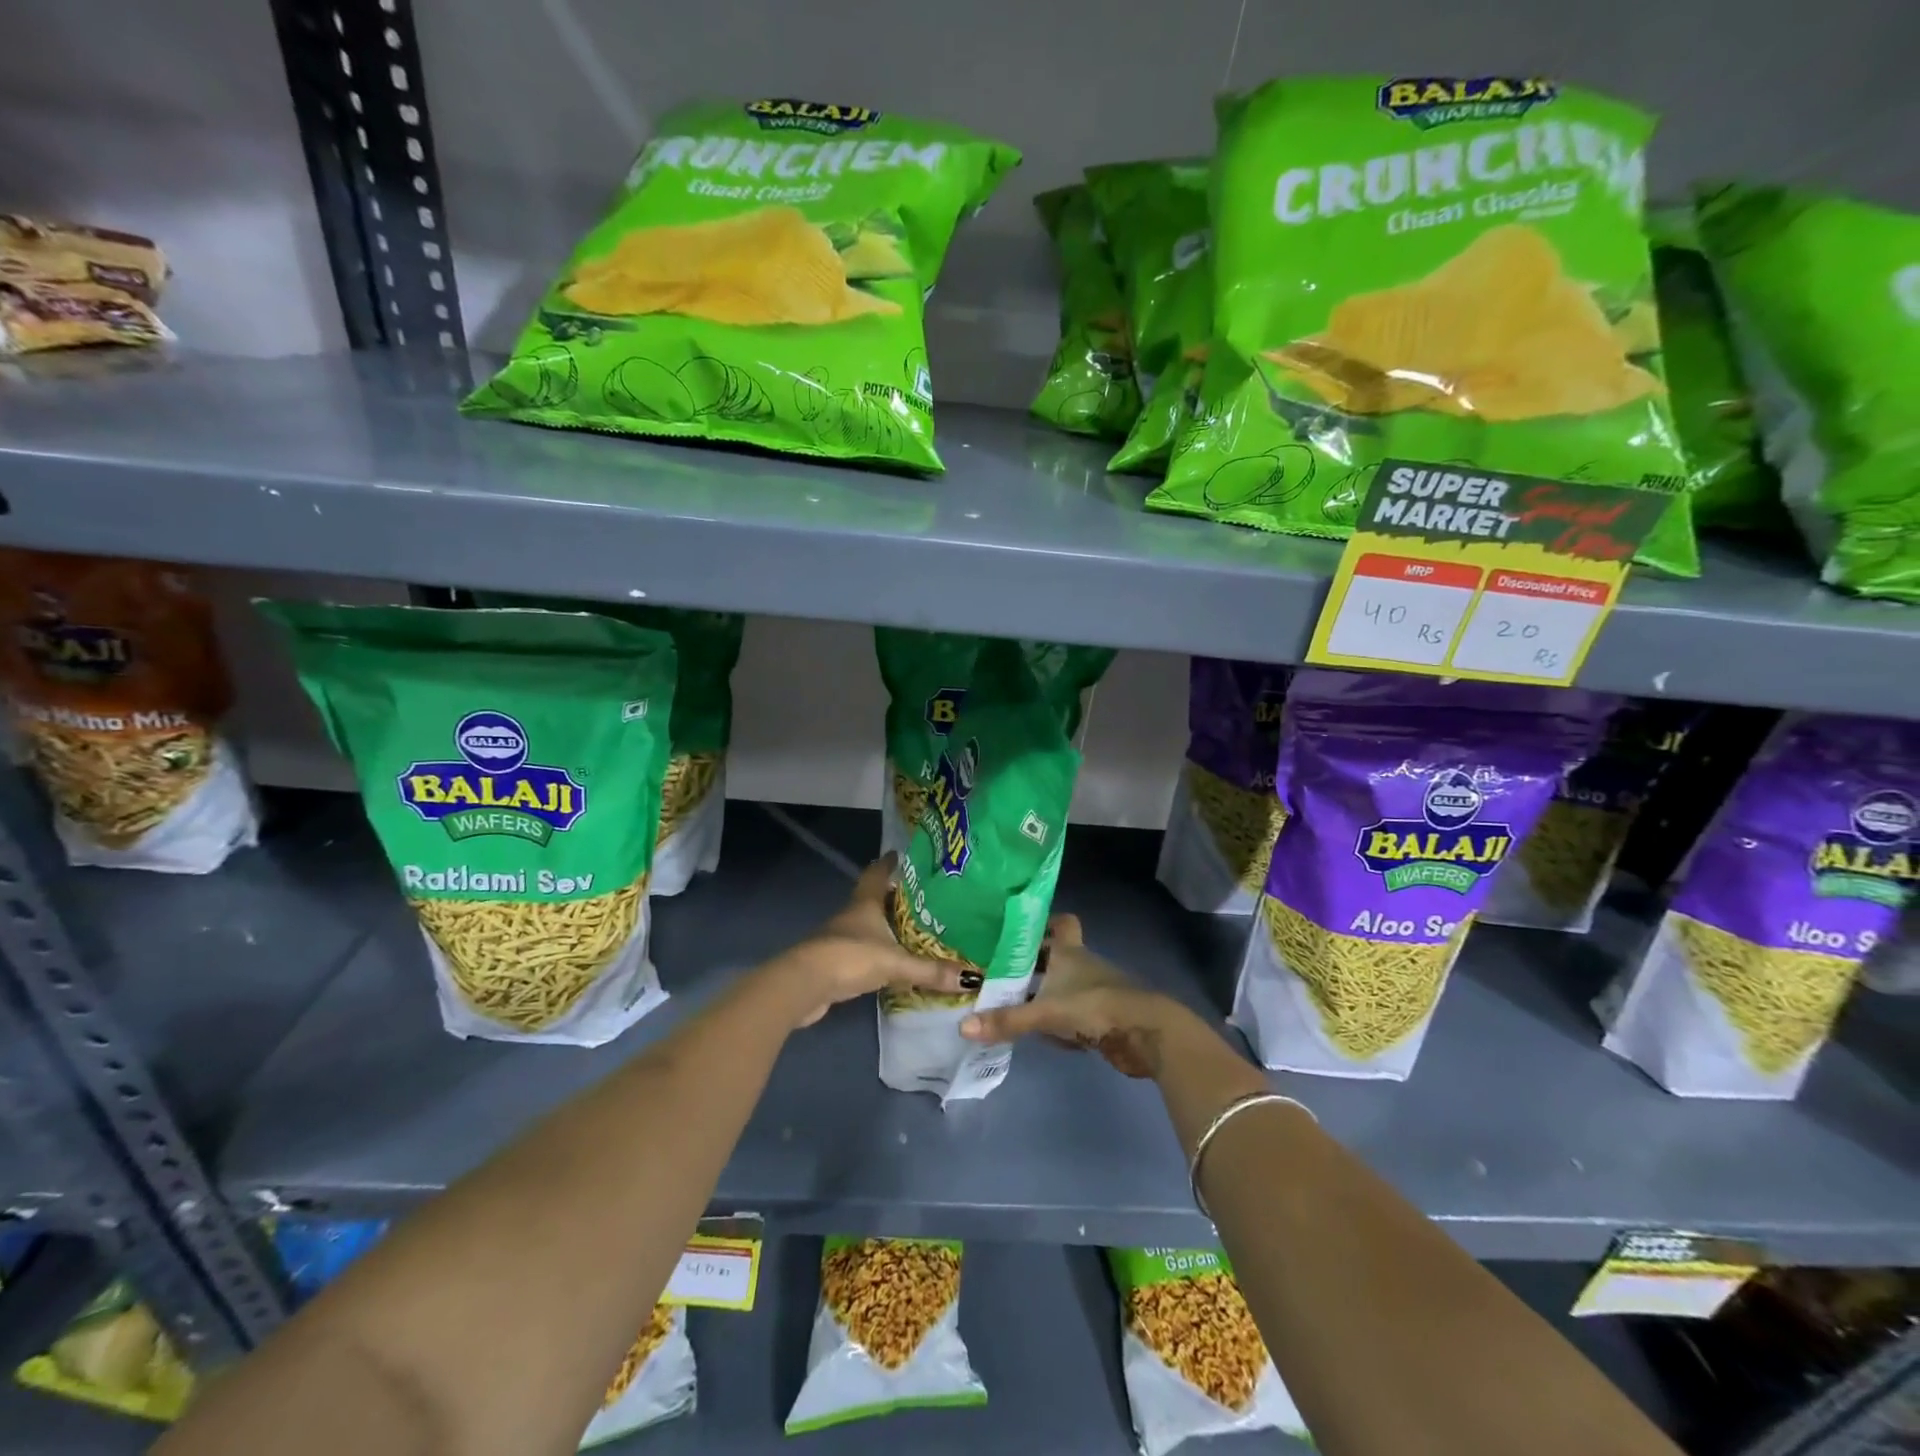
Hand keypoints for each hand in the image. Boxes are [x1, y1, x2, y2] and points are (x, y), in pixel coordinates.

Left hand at [779, 857, 963, 1027]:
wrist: (804, 985)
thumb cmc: (850, 957)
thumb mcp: (895, 962)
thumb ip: (931, 970)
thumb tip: (971, 978)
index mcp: (865, 903)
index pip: (878, 873)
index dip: (890, 863)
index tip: (903, 855)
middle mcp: (852, 915)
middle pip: (874, 898)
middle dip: (895, 896)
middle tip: (923, 896)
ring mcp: (841, 938)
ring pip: (869, 925)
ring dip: (887, 925)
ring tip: (915, 928)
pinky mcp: (837, 962)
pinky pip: (864, 950)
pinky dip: (879, 951)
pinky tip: (894, 960)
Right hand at [958, 914, 1192, 1077]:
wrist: (1146, 1033)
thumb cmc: (1094, 1006)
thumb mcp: (1044, 1013)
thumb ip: (1006, 1020)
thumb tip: (963, 1026)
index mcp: (1070, 952)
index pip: (1061, 923)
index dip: (1044, 922)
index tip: (1019, 930)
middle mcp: (1083, 965)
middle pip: (1057, 957)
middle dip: (1035, 966)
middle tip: (1003, 973)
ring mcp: (1097, 990)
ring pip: (1065, 987)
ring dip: (1047, 997)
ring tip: (1015, 1007)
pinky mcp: (1106, 1017)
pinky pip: (1076, 1015)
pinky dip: (1063, 1022)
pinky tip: (1047, 1036)